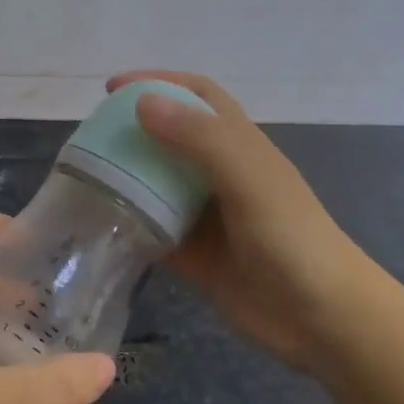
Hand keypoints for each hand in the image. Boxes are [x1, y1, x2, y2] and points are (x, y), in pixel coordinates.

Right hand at [107, 69, 388, 376]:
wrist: (323, 321)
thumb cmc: (292, 240)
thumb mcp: (249, 179)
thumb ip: (200, 138)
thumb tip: (140, 102)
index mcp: (238, 145)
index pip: (196, 96)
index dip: (157, 82)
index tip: (112, 88)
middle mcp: (218, 174)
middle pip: (167, 136)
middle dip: (129, 129)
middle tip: (86, 137)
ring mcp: (204, 215)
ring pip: (154, 183)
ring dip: (122, 175)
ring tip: (81, 175)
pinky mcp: (191, 253)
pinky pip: (150, 228)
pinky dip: (125, 222)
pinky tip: (96, 222)